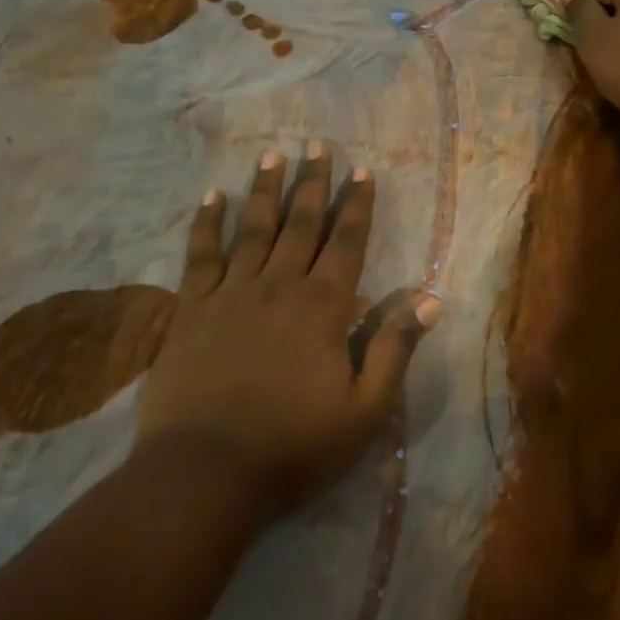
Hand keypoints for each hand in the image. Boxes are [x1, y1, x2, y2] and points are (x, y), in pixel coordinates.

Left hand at [135, 144, 439, 526]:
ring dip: (266, 189)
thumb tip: (428, 299)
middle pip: (301, 223)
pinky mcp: (192, 309)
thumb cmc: (294, 446)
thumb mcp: (365, 409)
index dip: (357, 204)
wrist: (205, 474)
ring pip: (254, 228)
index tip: (362, 170)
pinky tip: (212, 196)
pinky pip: (200, 254)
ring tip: (273, 154)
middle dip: (313, 182)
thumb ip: (394, 348)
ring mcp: (231, 293)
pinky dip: (206, 222)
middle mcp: (279, 285)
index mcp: (323, 307)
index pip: (347, 242)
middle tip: (317, 145)